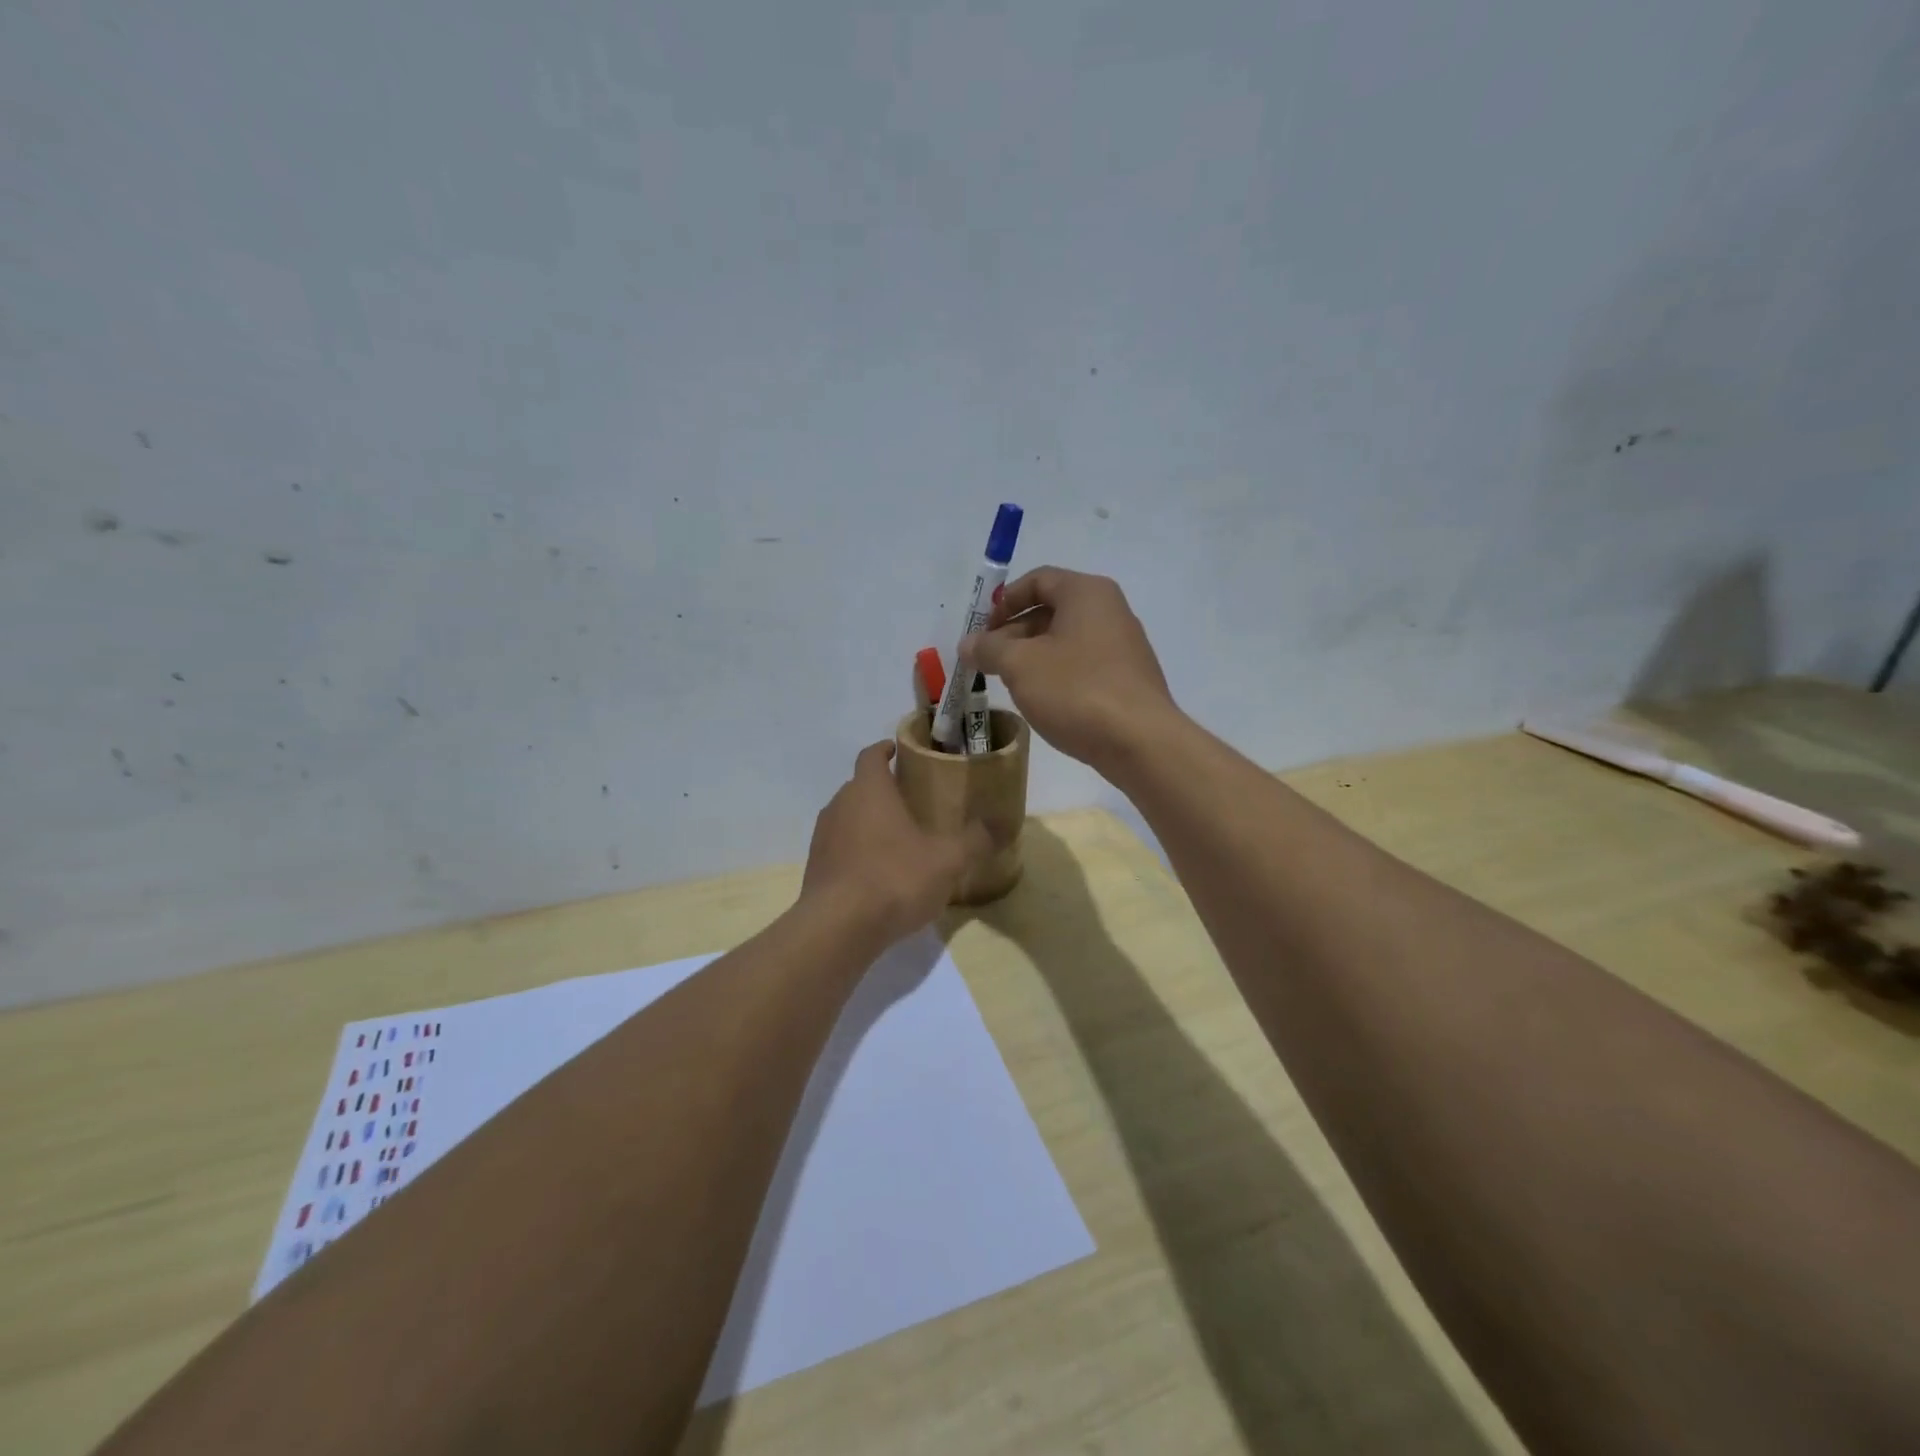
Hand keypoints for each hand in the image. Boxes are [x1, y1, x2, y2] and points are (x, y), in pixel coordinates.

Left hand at [801, 742, 992, 945]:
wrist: (838, 928)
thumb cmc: (895, 878)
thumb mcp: (947, 860)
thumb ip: (974, 840)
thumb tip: (1001, 824)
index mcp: (869, 790)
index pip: (871, 755)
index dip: (885, 750)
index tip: (899, 751)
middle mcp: (840, 805)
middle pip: (860, 786)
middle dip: (883, 790)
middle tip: (912, 802)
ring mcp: (823, 837)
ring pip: (848, 818)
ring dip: (868, 823)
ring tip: (898, 840)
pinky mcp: (816, 868)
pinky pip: (840, 849)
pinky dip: (857, 853)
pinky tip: (879, 875)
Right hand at [962, 567, 1179, 770]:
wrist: (1140, 742)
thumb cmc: (1076, 690)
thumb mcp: (1020, 665)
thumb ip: (989, 649)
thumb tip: (968, 643)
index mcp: (1087, 593)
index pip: (1038, 580)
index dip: (1004, 602)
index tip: (982, 631)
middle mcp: (1110, 611)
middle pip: (1051, 611)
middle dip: (1014, 635)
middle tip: (988, 664)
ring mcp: (1123, 646)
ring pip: (1066, 642)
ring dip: (1033, 658)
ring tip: (1010, 685)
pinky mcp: (1127, 679)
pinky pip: (1083, 666)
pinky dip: (1057, 676)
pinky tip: (1044, 702)